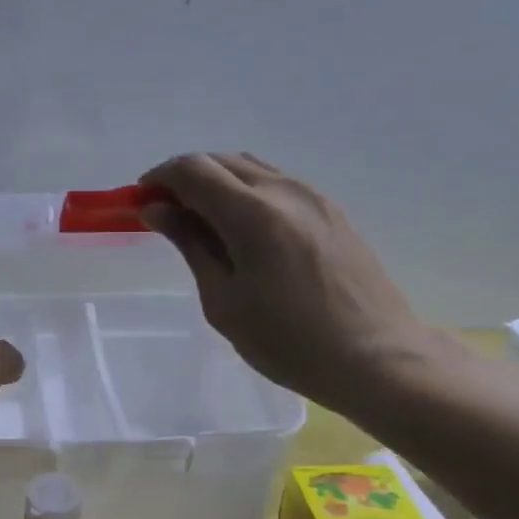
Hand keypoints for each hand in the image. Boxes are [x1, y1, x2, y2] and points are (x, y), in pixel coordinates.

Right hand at [139, 153, 441, 413]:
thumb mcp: (224, 301)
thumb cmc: (289, 342)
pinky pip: (277, 184)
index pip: (192, 169)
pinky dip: (247, 192)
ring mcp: (313, 196)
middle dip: (184, 178)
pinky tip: (243, 230)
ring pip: (250, 168)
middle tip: (166, 214)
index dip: (159, 178)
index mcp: (252, 213)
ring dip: (217, 182)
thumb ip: (190, 245)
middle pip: (220, 161)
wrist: (377, 357)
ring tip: (201, 222)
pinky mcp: (332, 210)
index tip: (141, 202)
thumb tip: (158, 209)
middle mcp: (284, 190)